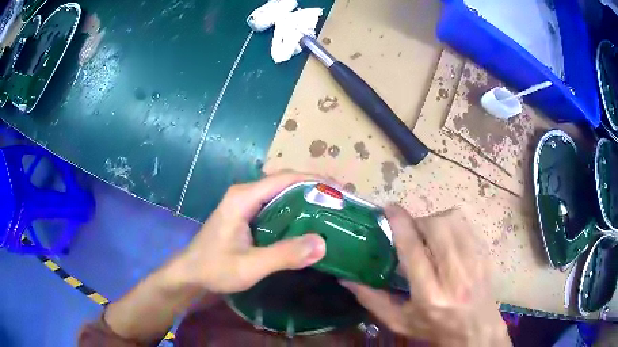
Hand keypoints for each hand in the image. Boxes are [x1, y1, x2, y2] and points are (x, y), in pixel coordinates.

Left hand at [169, 171, 326, 292]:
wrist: (190, 273)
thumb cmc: (214, 269)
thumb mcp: (249, 266)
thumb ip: (284, 255)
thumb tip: (323, 243)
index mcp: (243, 198)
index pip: (285, 179)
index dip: (314, 180)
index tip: (339, 189)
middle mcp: (245, 193)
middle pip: (285, 182)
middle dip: (314, 187)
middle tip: (340, 201)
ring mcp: (244, 203)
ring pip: (281, 192)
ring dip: (305, 197)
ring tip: (330, 208)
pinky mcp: (246, 214)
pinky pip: (275, 204)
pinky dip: (295, 209)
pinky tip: (308, 221)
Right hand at [342, 205, 509, 345]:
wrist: (476, 330)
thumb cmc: (435, 328)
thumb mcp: (399, 321)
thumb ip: (372, 300)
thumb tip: (346, 278)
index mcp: (429, 295)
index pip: (414, 249)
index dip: (400, 223)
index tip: (388, 208)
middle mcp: (454, 275)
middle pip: (437, 226)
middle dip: (420, 221)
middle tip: (412, 231)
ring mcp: (474, 262)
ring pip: (454, 220)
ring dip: (436, 220)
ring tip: (430, 235)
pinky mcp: (485, 254)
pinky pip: (467, 224)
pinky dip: (452, 224)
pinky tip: (447, 240)